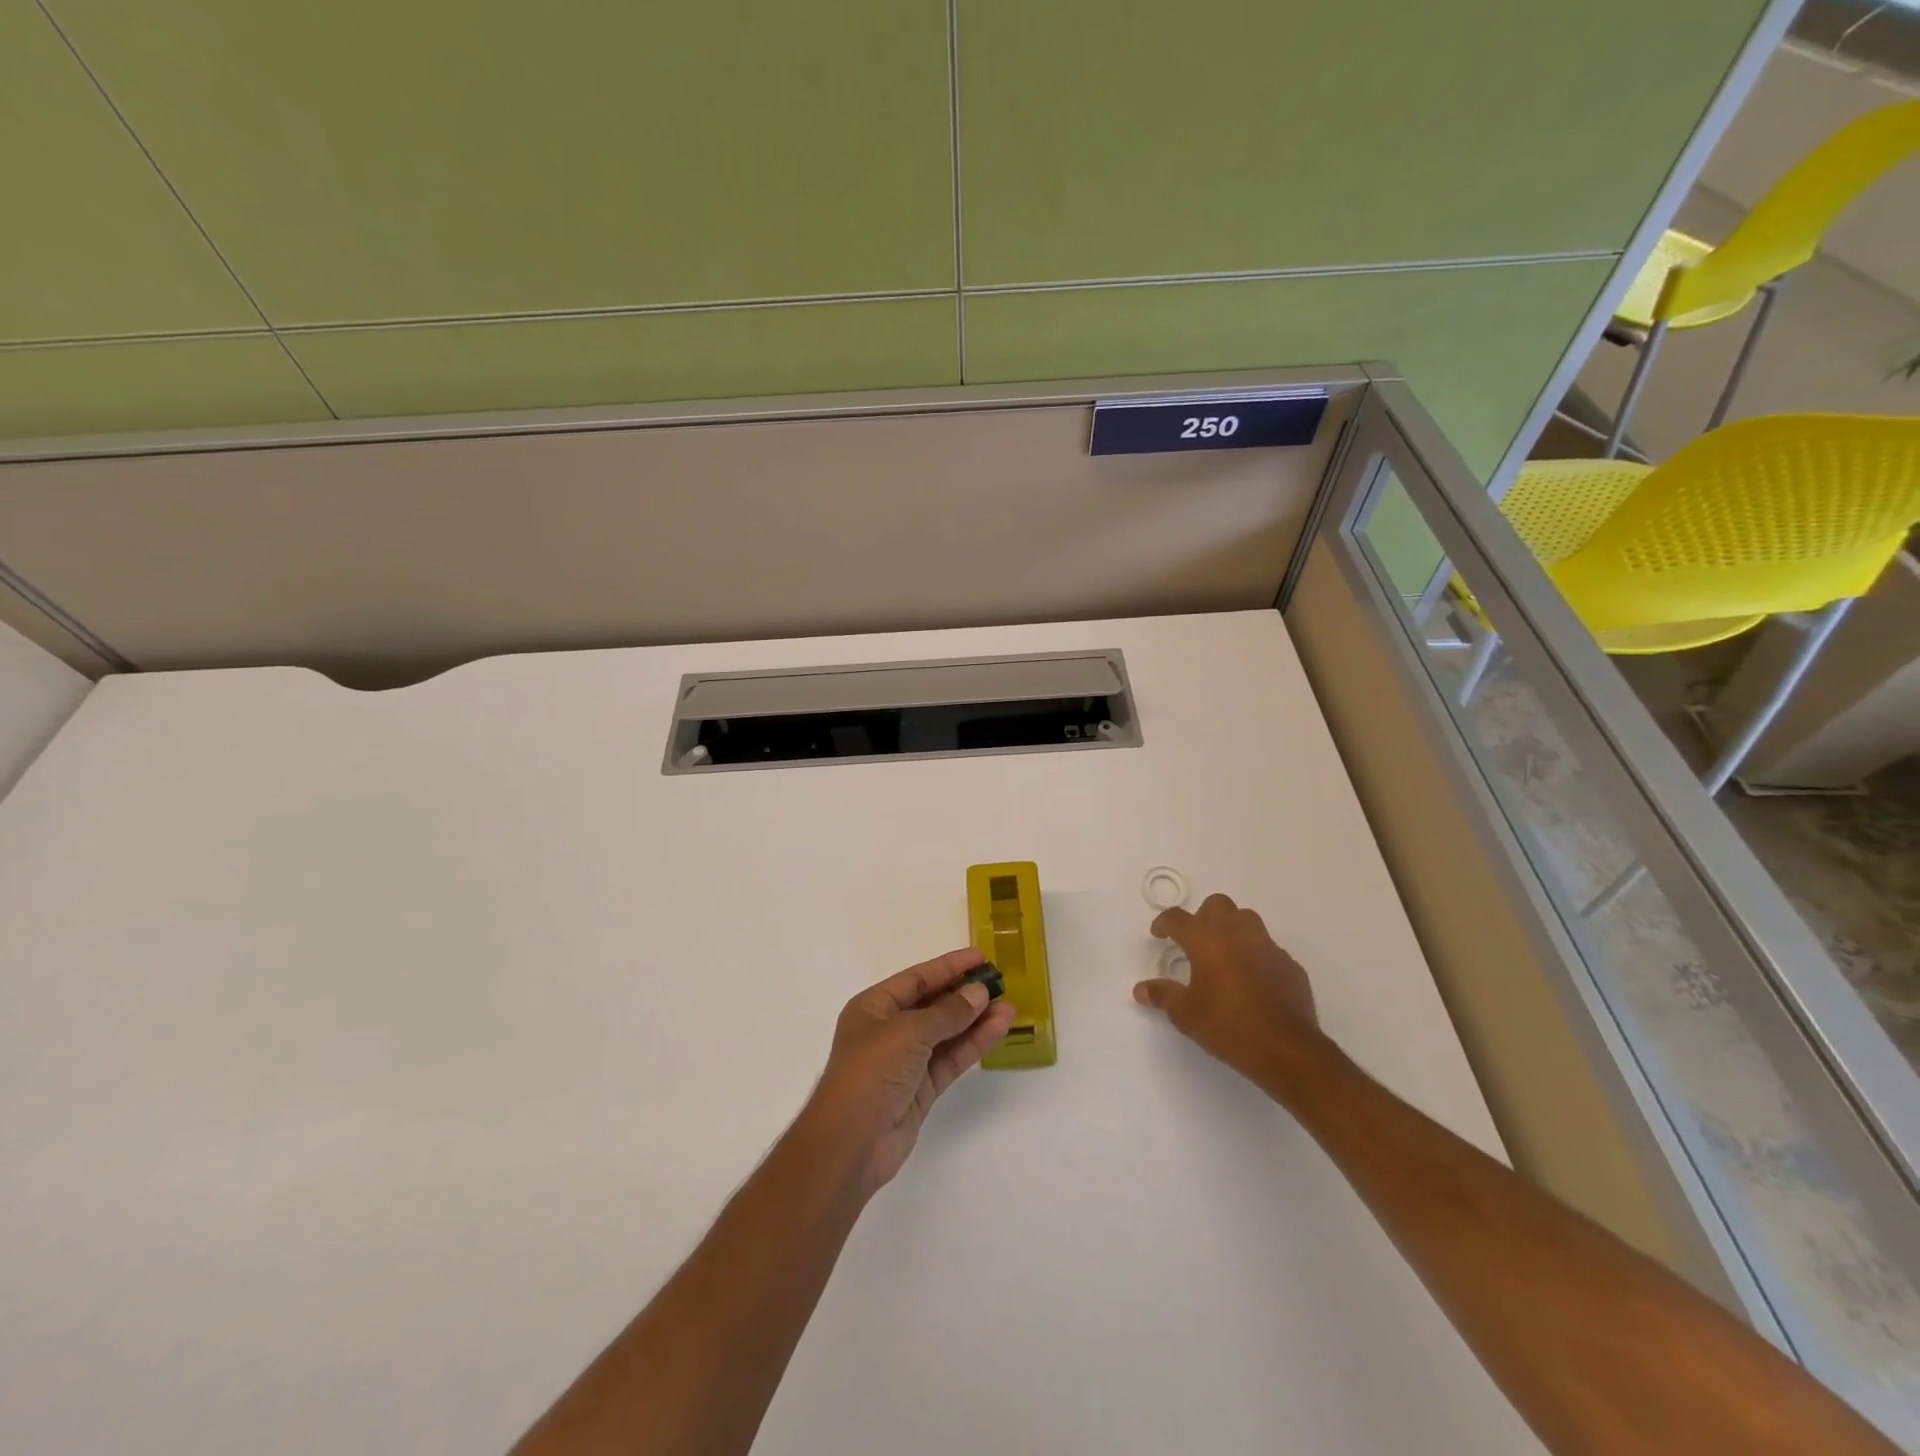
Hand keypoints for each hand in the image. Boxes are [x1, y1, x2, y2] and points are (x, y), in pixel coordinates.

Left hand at [801, 948, 1016, 1197]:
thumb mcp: (908, 1032)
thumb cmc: (871, 1072)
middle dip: (965, 994)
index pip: (917, 979)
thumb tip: (978, 992)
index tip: (981, 957)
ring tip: (1009, 1006)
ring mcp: (906, 1061)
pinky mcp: (921, 1089)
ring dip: (976, 1020)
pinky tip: (998, 1030)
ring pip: (947, 1033)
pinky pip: (951, 1058)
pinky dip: (973, 1044)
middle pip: (933, 1004)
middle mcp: (889, 1030)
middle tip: (1000, 983)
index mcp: (873, 1007)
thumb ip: (947, 1012)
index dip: (949, 967)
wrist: (851, 1143)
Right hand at [1133, 894, 1325, 1094]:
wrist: (1286, 1048)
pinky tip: (1252, 980)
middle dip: (1202, 917)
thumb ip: (1162, 995)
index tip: (1159, 935)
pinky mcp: (1289, 964)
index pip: (1177, 918)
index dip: (1164, 923)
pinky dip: (1256, 955)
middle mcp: (1236, 933)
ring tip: (1224, 954)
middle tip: (1195, 941)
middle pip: (1217, 905)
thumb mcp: (1185, 1013)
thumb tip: (1140, 989)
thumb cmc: (1227, 1025)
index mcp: (1205, 939)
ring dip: (1232, 928)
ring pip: (1247, 919)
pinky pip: (1268, 948)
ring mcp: (1267, 946)